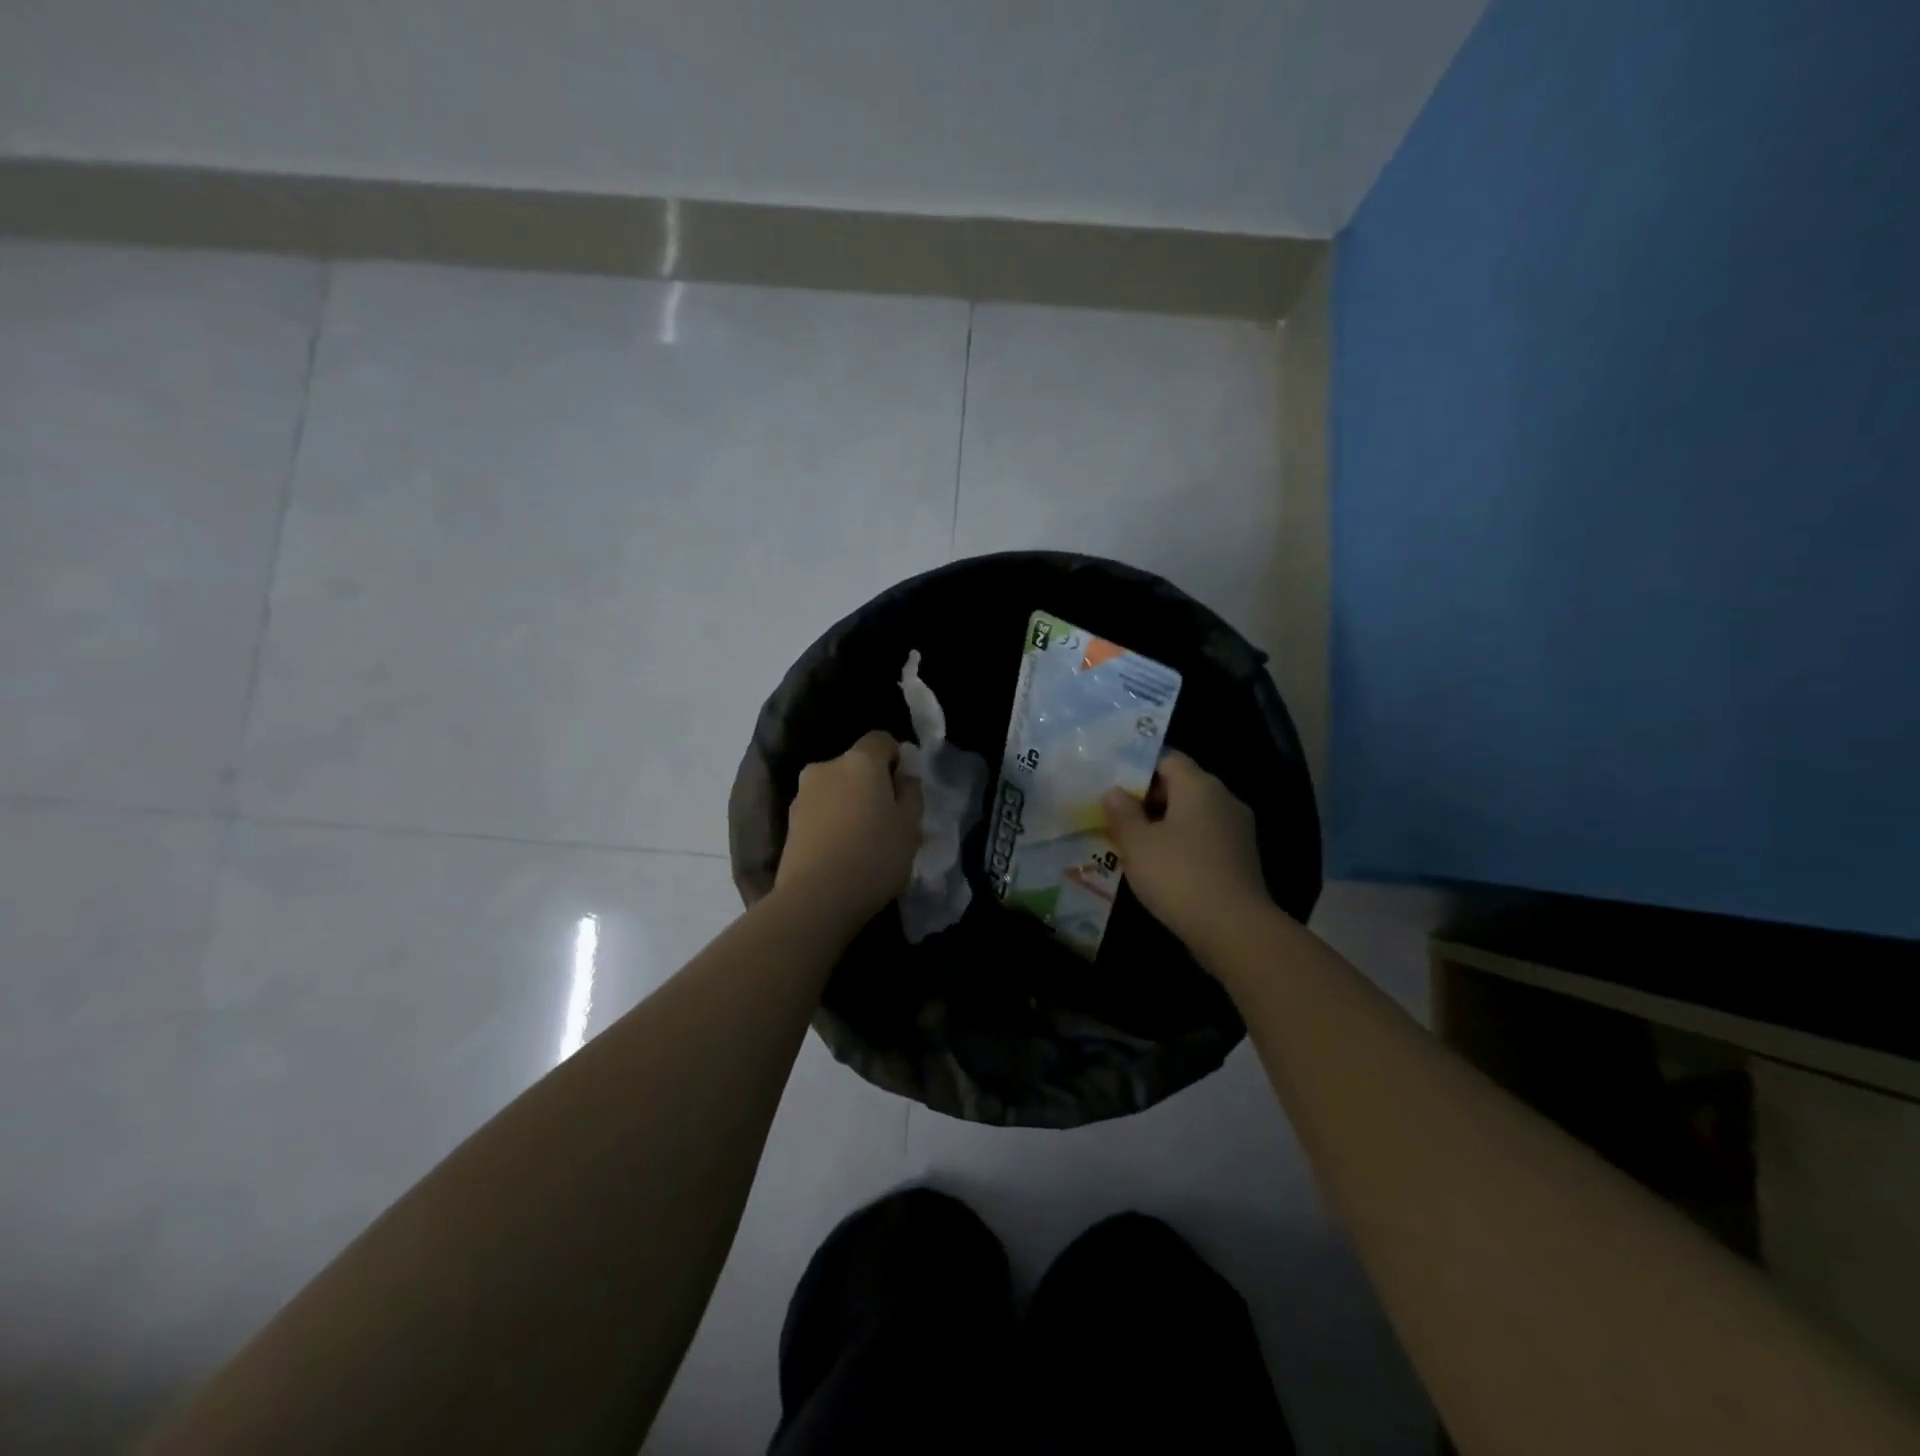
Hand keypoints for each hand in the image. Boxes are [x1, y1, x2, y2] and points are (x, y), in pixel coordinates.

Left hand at [776, 731, 924, 930]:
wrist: (815, 899)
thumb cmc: (874, 856)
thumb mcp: (910, 827)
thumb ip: (911, 794)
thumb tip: (903, 778)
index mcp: (859, 761)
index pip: (881, 739)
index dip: (897, 757)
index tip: (906, 787)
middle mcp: (826, 768)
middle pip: (856, 766)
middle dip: (872, 784)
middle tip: (888, 819)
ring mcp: (802, 795)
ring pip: (836, 790)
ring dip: (850, 805)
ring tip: (864, 841)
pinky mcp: (789, 823)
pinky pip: (821, 812)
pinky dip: (833, 823)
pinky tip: (843, 853)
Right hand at [1102, 751, 1270, 954]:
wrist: (1234, 929)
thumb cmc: (1179, 875)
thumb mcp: (1137, 844)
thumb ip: (1122, 812)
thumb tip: (1114, 791)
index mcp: (1199, 785)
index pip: (1167, 758)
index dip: (1138, 768)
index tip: (1113, 787)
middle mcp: (1223, 799)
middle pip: (1182, 785)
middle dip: (1148, 799)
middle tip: (1116, 816)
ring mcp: (1237, 829)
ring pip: (1193, 814)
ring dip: (1165, 824)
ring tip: (1134, 843)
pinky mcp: (1241, 858)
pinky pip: (1205, 838)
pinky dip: (1183, 845)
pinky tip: (1161, 866)